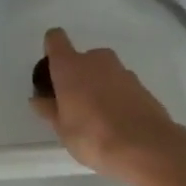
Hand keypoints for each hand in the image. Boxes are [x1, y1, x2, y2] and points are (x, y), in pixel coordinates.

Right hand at [30, 27, 185, 185]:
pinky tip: (118, 122)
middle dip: (78, 76)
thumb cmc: (93, 136)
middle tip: (74, 104)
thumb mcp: (63, 129)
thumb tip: (38, 99)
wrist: (146, 147)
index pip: (55, 39)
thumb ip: (50, 110)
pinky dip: (117, 97)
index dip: (51, 49)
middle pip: (81, 59)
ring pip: (103, 72)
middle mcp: (96, 60)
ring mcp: (122, 70)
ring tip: (98, 118)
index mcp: (71, 66)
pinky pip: (121, 86)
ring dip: (98, 87)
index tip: (51, 71)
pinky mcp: (141, 85)